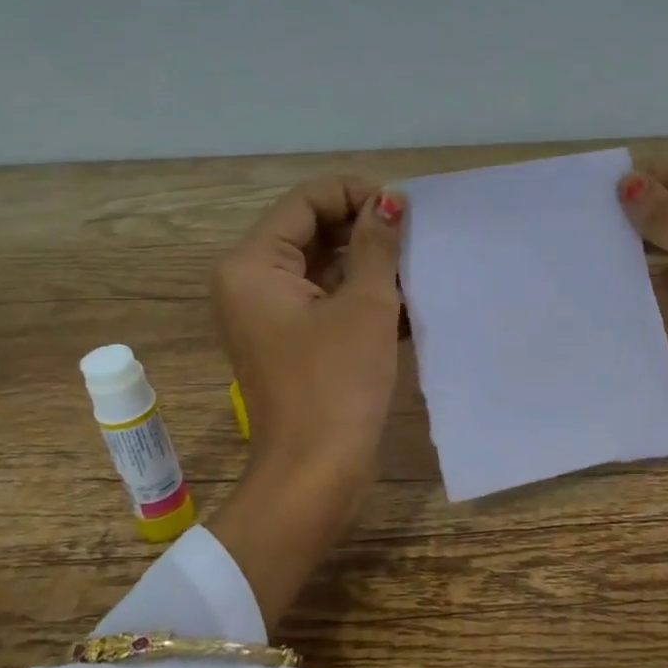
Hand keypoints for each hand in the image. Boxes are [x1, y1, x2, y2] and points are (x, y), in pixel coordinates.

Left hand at [206, 177, 404, 625]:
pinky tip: (405, 298)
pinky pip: (326, 299)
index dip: (356, 194)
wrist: (316, 473)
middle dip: (364, 229)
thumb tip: (390, 200)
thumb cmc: (337, 384)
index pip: (306, 202)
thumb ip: (377, 245)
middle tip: (415, 236)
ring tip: (416, 265)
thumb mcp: (366, 305)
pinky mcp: (292, 340)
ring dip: (368, 263)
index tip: (404, 209)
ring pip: (323, 266)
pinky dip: (361, 294)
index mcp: (254, 265)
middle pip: (312, 230)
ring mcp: (271, 314)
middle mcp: (252, 282)